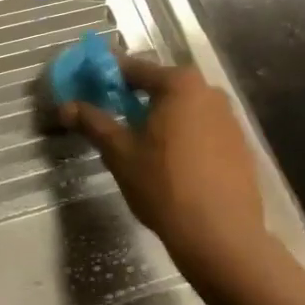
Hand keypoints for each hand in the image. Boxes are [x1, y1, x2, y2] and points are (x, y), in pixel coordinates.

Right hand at [59, 56, 271, 285]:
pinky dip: (181, 135)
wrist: (220, 235)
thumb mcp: (120, 152)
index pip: (134, 69)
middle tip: (108, 114)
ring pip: (183, 109)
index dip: (106, 76)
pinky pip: (201, 129)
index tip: (86, 85)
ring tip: (136, 140)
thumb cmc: (164, 185)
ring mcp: (229, 119)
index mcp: (180, 84)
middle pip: (161, 86)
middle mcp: (209, 92)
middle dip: (133, 97)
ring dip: (158, 117)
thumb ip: (93, 122)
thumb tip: (65, 106)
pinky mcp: (239, 145)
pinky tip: (167, 160)